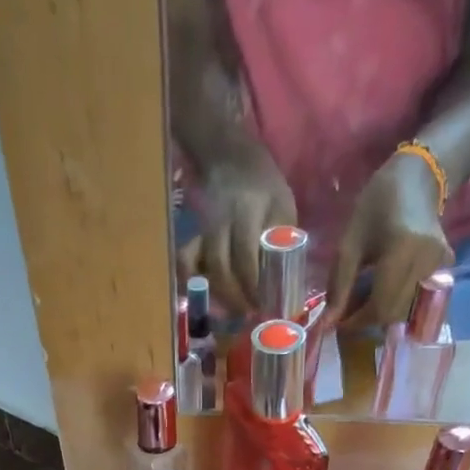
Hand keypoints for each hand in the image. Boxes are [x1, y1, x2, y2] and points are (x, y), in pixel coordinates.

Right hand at [180, 150, 297, 315]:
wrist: (231, 156)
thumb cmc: (264, 186)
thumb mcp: (282, 206)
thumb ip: (282, 240)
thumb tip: (284, 282)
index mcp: (248, 211)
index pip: (246, 257)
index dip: (253, 287)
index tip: (262, 305)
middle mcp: (221, 219)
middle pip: (221, 267)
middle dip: (233, 297)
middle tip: (246, 313)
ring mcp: (204, 225)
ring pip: (203, 267)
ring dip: (217, 293)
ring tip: (231, 310)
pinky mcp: (193, 231)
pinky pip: (186, 258)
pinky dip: (189, 278)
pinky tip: (202, 294)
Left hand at [328, 152, 454, 332]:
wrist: (419, 177)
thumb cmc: (378, 204)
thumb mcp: (350, 242)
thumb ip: (339, 285)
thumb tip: (328, 324)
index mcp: (403, 251)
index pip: (380, 306)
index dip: (358, 321)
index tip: (340, 323)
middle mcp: (426, 262)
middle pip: (393, 313)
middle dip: (368, 318)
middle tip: (350, 311)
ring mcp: (440, 266)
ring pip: (405, 309)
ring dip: (382, 312)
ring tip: (365, 299)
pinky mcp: (445, 268)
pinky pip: (417, 298)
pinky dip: (397, 301)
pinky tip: (385, 289)